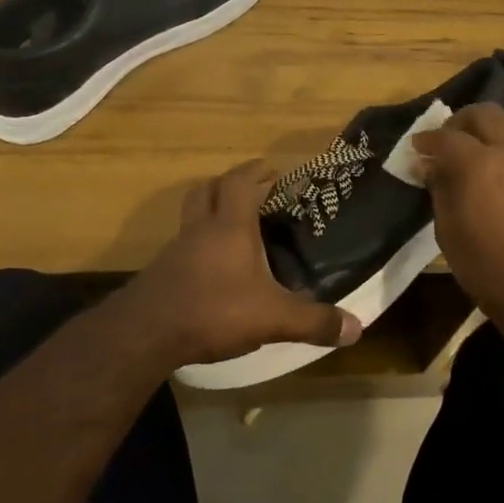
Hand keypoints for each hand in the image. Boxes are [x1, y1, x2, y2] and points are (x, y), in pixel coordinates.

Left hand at [127, 159, 362, 366]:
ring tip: (231, 228)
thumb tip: (357, 328)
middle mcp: (200, 230)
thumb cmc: (214, 309)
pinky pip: (182, 247)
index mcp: (230, 227)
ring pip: (191, 217)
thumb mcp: (272, 318)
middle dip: (228, 184)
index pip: (239, 183)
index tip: (270, 168)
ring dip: (209, 213)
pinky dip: (198, 246)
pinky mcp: (161, 274)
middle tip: (249, 190)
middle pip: (208, 190)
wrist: (146, 333)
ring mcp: (176, 251)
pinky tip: (210, 269)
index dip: (254, 170)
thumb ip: (313, 322)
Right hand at [412, 104, 503, 322]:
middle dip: (460, 122)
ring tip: (477, 146)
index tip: (416, 148)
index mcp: (478, 163)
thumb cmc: (490, 270)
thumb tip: (431, 166)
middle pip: (484, 114)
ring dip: (490, 125)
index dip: (426, 140)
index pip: (446, 136)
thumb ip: (440, 191)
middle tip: (445, 141)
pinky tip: (500, 165)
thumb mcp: (449, 233)